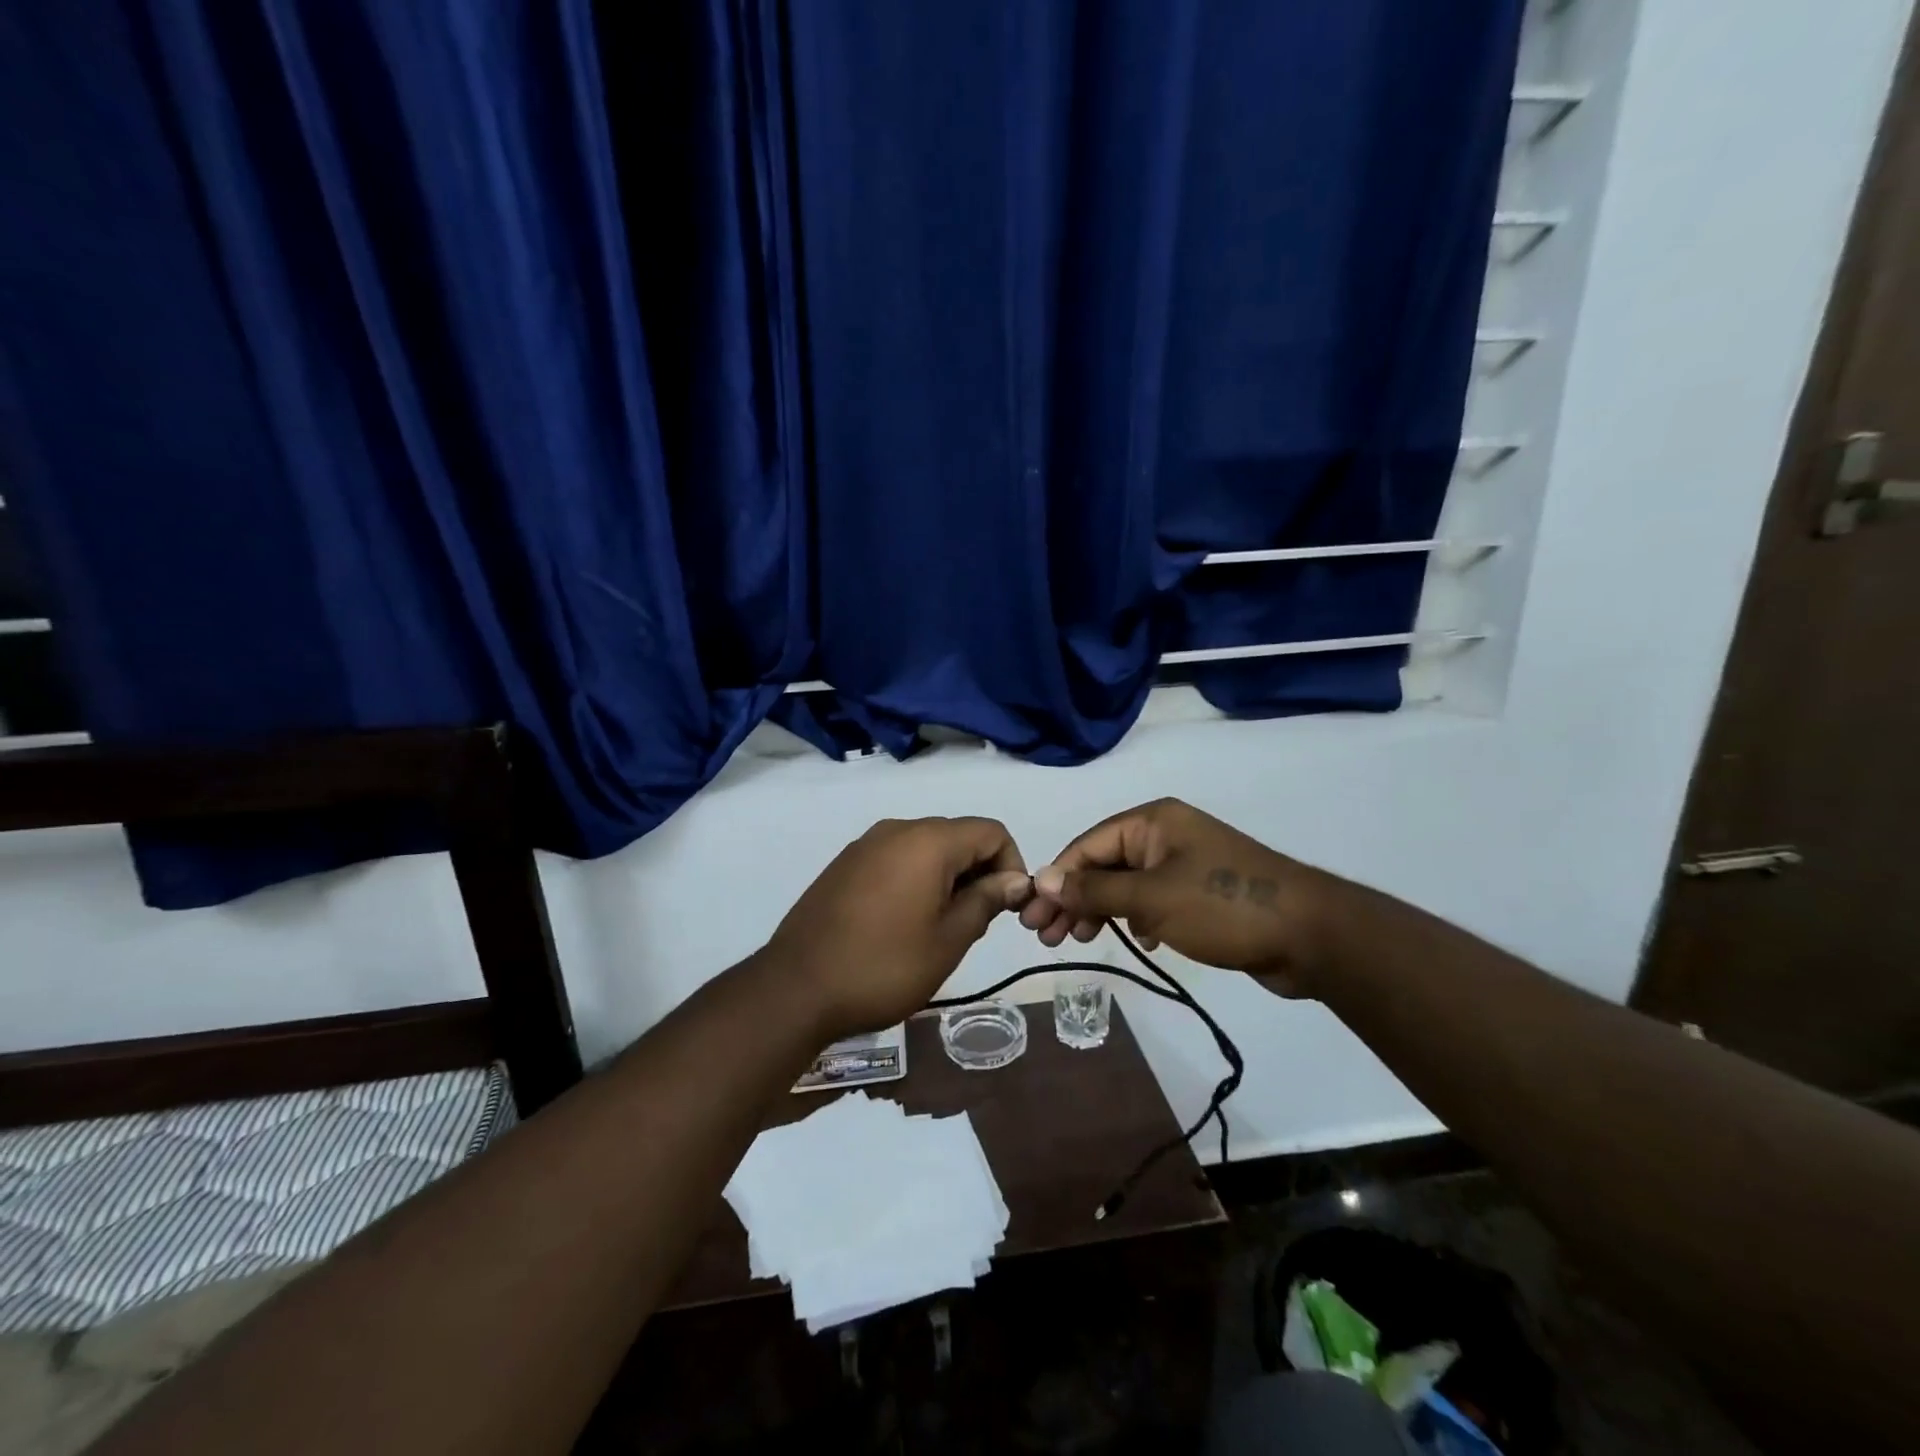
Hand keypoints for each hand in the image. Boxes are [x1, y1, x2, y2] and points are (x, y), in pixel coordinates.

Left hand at [766, 817, 1033, 1039]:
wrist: (796, 988)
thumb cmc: (884, 966)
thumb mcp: (948, 940)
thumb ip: (986, 901)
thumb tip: (1014, 880)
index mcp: (928, 841)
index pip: (990, 832)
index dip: (1011, 865)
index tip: (1008, 908)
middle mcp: (897, 829)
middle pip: (958, 835)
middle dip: (979, 871)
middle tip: (977, 922)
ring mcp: (865, 845)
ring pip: (926, 847)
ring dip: (947, 877)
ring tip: (941, 926)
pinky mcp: (845, 864)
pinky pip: (895, 858)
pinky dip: (916, 879)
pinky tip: (904, 921)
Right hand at [1018, 799, 1326, 994]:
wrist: (1311, 935)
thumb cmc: (1223, 907)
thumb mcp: (1151, 898)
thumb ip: (1094, 890)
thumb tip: (1043, 880)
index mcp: (1153, 821)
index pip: (1087, 845)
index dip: (1056, 878)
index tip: (1031, 915)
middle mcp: (1166, 835)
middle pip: (1104, 864)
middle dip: (1074, 897)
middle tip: (1047, 936)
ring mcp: (1186, 864)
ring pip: (1127, 884)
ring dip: (1100, 909)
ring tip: (1079, 940)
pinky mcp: (1202, 893)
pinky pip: (1153, 899)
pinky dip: (1136, 917)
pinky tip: (1136, 939)